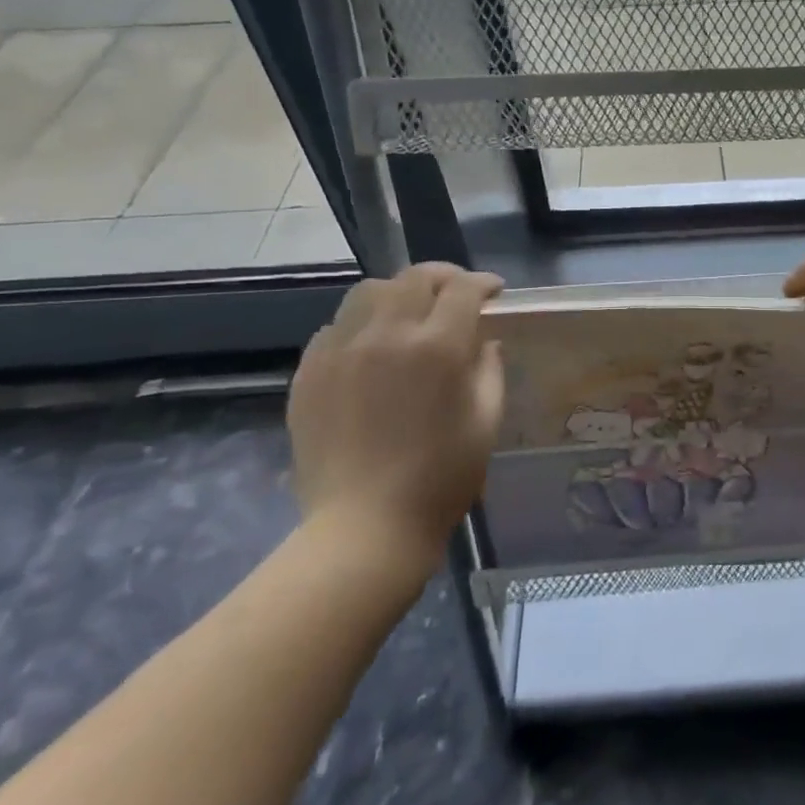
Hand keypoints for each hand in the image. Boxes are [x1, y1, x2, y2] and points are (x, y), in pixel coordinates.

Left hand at [287, 263, 505, 571]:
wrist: (364, 527)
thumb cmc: (441, 478)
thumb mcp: (486, 421)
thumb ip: (489, 369)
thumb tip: (484, 340)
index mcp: (438, 347)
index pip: (463, 289)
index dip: (483, 284)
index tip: (494, 293)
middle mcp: (387, 334)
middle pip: (414, 277)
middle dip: (443, 278)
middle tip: (456, 295)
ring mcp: (342, 350)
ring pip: (369, 291)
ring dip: (398, 293)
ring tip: (409, 314)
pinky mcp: (309, 371)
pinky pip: (337, 325)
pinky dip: (361, 324)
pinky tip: (371, 349)